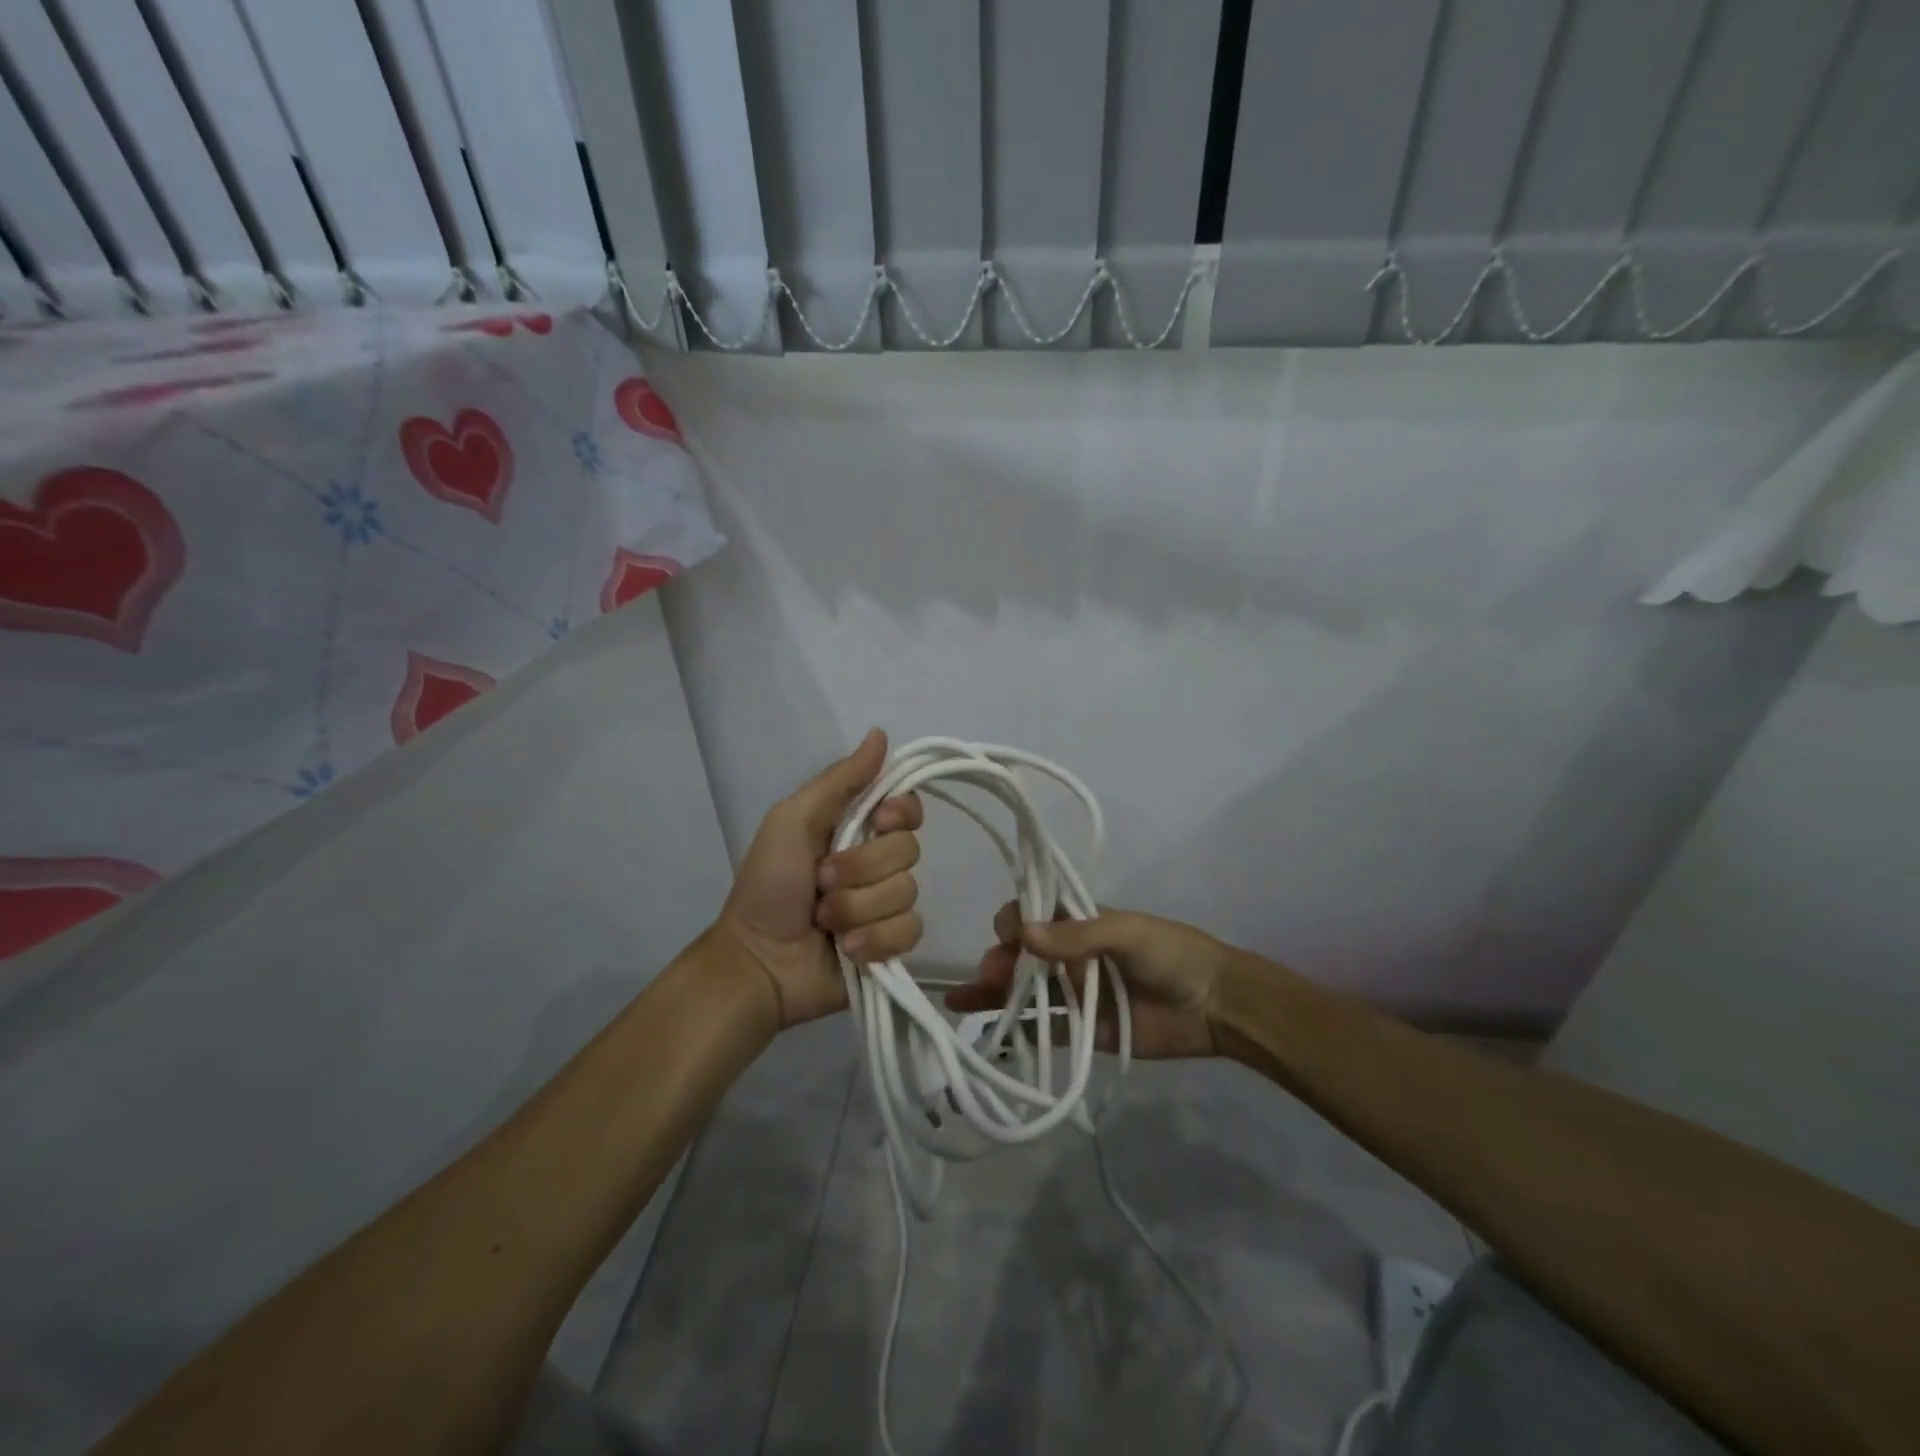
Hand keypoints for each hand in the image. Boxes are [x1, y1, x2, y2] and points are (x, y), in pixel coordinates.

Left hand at [715, 729, 923, 1027]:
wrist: (758, 960)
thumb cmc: (768, 884)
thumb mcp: (793, 820)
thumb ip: (840, 780)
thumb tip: (881, 733)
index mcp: (857, 827)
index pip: (908, 808)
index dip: (900, 814)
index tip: (876, 822)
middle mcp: (877, 862)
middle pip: (909, 850)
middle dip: (861, 868)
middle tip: (821, 882)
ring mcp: (886, 905)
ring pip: (907, 893)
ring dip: (858, 908)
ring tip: (824, 920)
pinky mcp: (892, 944)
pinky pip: (910, 931)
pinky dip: (875, 940)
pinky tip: (847, 948)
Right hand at [945, 901, 1236, 1058]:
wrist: (1215, 1005)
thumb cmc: (1172, 954)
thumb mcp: (1127, 933)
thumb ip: (1077, 935)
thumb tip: (1022, 934)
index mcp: (1079, 922)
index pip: (1033, 914)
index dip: (1014, 921)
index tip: (1009, 936)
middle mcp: (1070, 955)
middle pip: (1021, 954)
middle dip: (999, 960)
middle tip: (992, 975)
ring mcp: (1074, 994)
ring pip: (1023, 990)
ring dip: (992, 992)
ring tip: (962, 1000)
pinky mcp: (1082, 1030)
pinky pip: (1042, 1029)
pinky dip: (1014, 1031)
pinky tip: (982, 1032)